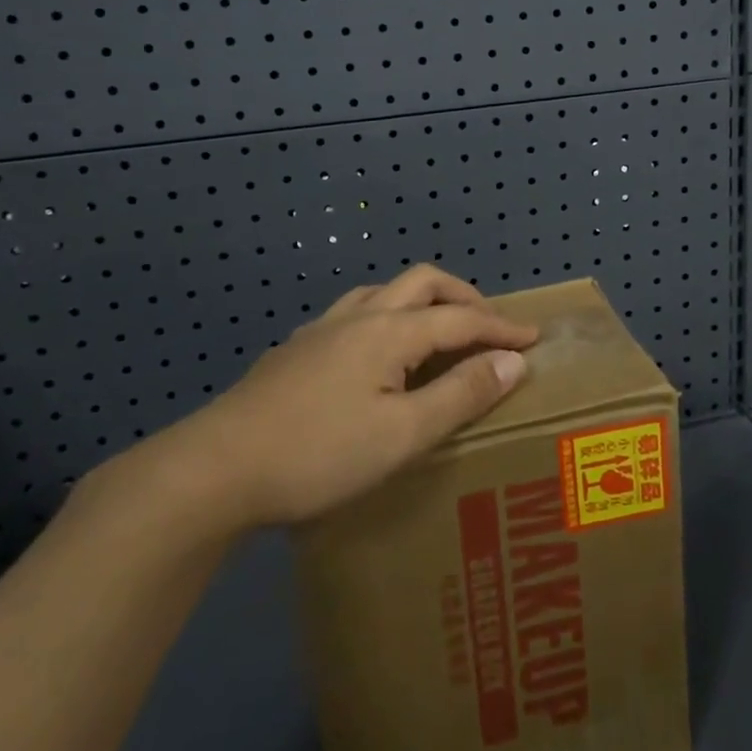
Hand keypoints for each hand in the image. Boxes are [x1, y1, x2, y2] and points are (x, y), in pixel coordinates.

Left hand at [120, 265, 537, 535]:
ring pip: (382, 292)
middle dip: (463, 296)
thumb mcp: (403, 435)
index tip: (534, 338)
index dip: (501, 327)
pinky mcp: (296, 350)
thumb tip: (513, 361)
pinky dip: (385, 319)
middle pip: (422, 283)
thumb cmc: (319, 454)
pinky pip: (354, 314)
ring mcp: (321, 329)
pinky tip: (375, 357)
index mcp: (390, 331)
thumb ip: (460, 394)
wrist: (217, 468)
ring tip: (437, 333)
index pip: (461, 317)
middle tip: (488, 325)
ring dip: (421, 302)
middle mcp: (359, 316)